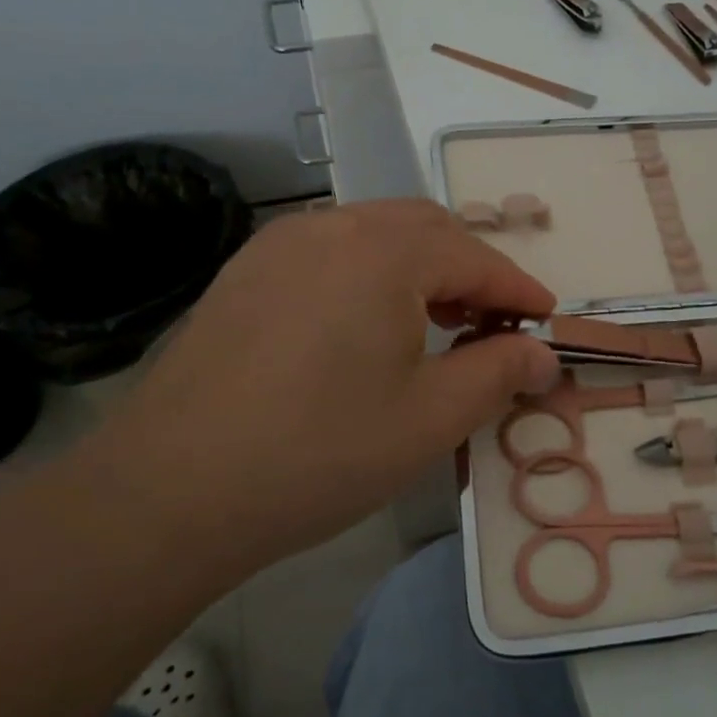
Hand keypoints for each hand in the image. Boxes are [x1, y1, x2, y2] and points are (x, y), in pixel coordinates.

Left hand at [82, 200, 560, 568]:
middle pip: (426, 228)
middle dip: (471, 269)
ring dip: (420, 266)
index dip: (518, 290)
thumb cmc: (319, 452)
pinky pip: (330, 251)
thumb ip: (498, 374)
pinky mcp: (246, 271)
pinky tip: (365, 324)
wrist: (169, 490)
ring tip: (435, 322)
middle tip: (492, 323)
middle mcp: (333, 226)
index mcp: (385, 250)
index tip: (547, 321)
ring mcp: (281, 243)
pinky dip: (370, 272)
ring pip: (375, 232)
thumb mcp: (429, 419)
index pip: (475, 258)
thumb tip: (543, 355)